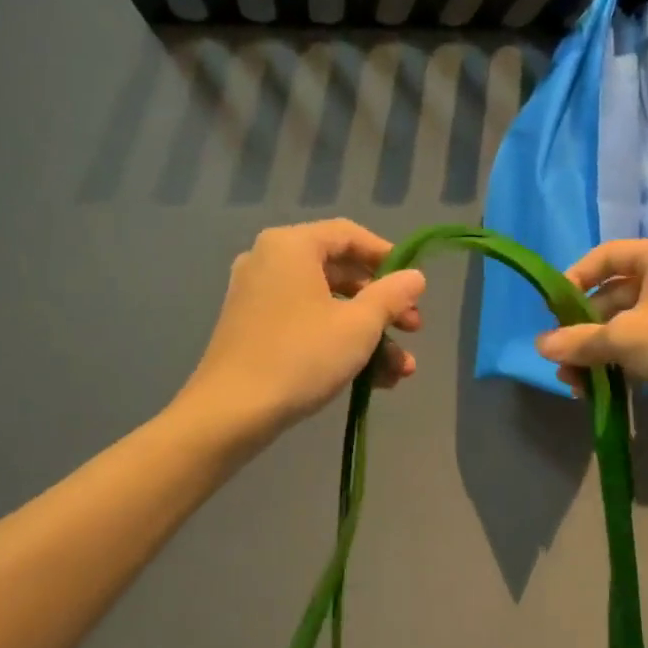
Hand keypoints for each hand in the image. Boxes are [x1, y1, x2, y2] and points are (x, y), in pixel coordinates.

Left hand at [179, 220, 424, 438]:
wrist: (231, 412)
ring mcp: (258, 296)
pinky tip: (371, 379)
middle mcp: (270, 261)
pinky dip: (337, 343)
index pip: (349, 235)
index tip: (414, 285)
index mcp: (291, 246)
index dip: (388, 256)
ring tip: (400, 371)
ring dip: (367, 335)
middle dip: (383, 306)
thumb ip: (392, 296)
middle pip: (340, 273)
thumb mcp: (359, 326)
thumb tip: (416, 277)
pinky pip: (305, 323)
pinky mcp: (253, 328)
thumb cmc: (301, 357)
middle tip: (413, 329)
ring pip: (326, 305)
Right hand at [535, 236, 647, 437]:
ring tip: (578, 384)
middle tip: (562, 361)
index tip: (552, 313)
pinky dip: (625, 360)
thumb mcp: (624, 340)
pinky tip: (605, 387)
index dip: (572, 282)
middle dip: (583, 331)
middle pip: (613, 295)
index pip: (603, 257)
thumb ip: (578, 340)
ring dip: (600, 351)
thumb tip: (540, 345)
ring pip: (629, 323)